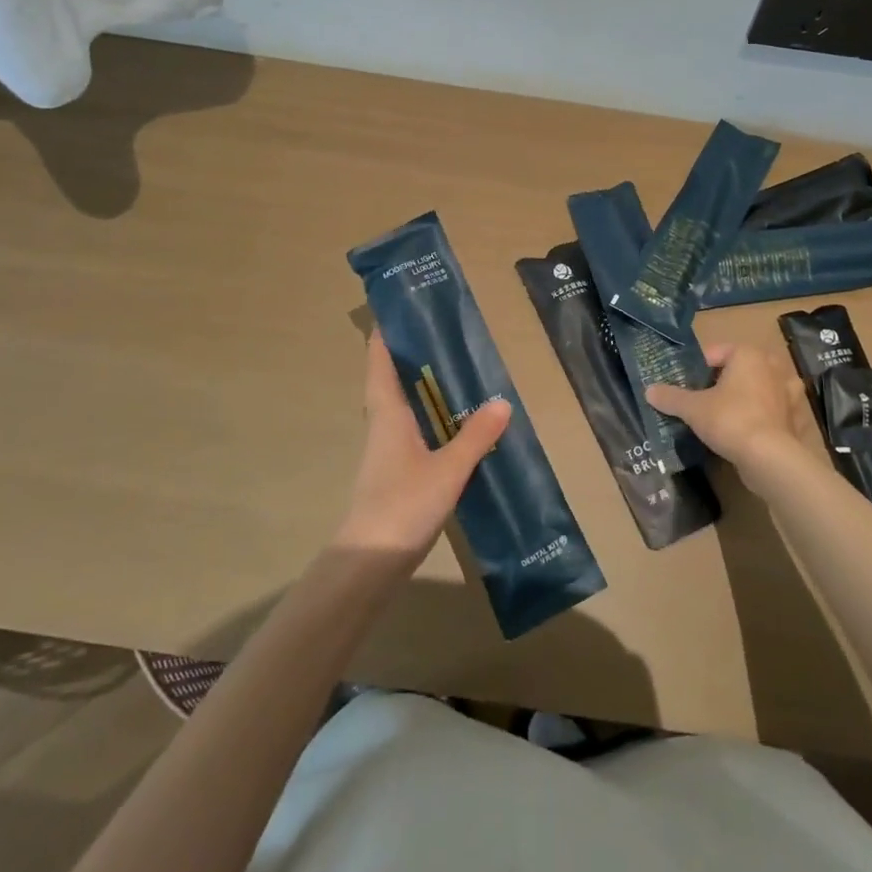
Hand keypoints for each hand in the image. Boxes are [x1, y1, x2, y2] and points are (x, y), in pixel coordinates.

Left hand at [333, 332, 510, 563]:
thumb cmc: (403, 504)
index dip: (384, 335)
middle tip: (443, 335)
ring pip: (402, 407)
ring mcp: (387, 451)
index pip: (378, 362)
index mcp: (387, 413)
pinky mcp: (395, 473)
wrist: (370, 562)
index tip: (399, 309)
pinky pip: (413, 431)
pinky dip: (430, 418)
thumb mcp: (448, 468)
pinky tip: (455, 425)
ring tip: (456, 372)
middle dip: (410, 357)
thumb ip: (475, 435)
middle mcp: (383, 425)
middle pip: (390, 380)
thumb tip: (502, 401)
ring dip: (421, 388)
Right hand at [647, 343, 817, 491]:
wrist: (769, 458)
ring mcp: (787, 392)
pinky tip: (746, 429)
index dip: (696, 367)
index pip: (715, 352)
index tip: (683, 384)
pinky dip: (761, 416)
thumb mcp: (693, 408)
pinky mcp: (794, 417)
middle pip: (739, 368)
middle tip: (703, 397)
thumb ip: (671, 397)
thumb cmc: (729, 420)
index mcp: (747, 354)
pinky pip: (772, 410)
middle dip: (723, 380)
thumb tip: (649, 391)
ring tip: (726, 411)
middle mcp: (771, 366)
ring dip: (746, 396)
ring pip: (759, 387)